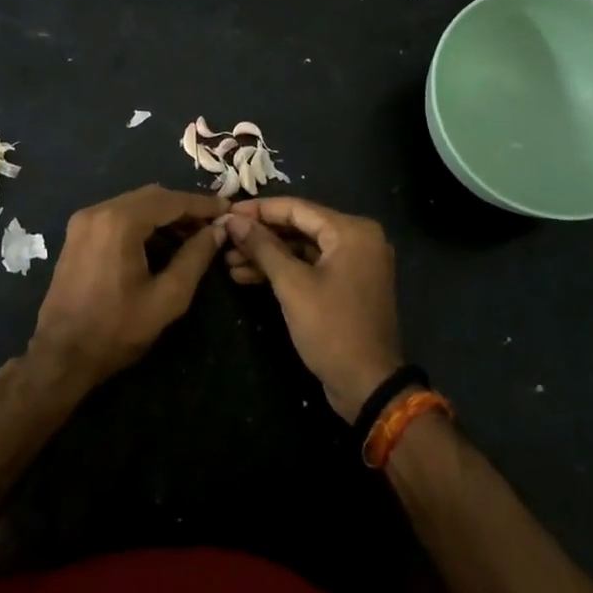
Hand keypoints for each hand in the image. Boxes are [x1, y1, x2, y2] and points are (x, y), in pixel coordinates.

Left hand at [28, 185, 228, 389]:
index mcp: (119, 222)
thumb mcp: (167, 297)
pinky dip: (143, 223)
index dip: (202, 204)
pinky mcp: (77, 234)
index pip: (171, 201)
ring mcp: (83, 221)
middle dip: (184, 208)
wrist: (61, 356)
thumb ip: (196, 257)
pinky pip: (118, 216)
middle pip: (152, 196)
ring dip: (164, 216)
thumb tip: (218, 230)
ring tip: (192, 237)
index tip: (228, 209)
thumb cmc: (117, 329)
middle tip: (213, 225)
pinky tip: (161, 243)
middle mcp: (98, 211)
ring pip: (134, 204)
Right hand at [222, 197, 401, 420]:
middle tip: (224, 238)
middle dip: (260, 235)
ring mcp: (354, 263)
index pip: (297, 208)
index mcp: (352, 231)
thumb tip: (233, 220)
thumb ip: (262, 247)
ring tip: (228, 261)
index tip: (226, 212)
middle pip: (299, 227)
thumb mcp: (292, 285)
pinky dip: (283, 270)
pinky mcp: (347, 284)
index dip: (258, 210)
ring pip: (302, 248)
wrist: (368, 385)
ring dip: (266, 255)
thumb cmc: (331, 329)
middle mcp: (358, 239)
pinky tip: (246, 276)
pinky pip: (310, 266)